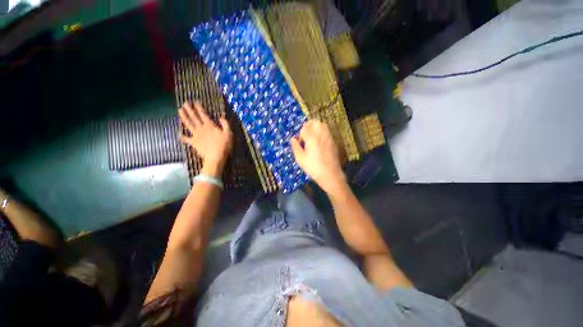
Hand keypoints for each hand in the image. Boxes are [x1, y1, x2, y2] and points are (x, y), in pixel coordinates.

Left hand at [179, 101, 232, 174]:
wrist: (216, 157)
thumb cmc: (224, 145)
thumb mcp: (229, 133)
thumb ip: (225, 124)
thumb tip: (221, 117)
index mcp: (209, 125)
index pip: (203, 114)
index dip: (199, 107)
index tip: (195, 101)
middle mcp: (201, 128)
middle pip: (193, 117)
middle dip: (189, 109)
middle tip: (185, 103)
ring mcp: (196, 135)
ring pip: (188, 124)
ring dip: (183, 117)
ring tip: (179, 111)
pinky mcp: (193, 142)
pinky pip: (185, 138)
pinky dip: (181, 136)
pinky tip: (178, 133)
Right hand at [290, 120, 346, 194]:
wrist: (330, 175)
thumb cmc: (313, 168)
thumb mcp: (300, 159)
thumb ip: (296, 147)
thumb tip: (292, 139)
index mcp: (312, 138)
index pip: (305, 128)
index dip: (300, 134)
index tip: (300, 142)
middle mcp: (321, 135)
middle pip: (315, 123)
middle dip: (308, 127)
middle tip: (305, 136)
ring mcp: (329, 138)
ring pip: (322, 125)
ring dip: (315, 128)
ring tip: (312, 138)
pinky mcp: (333, 142)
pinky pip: (327, 132)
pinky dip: (322, 133)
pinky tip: (319, 143)